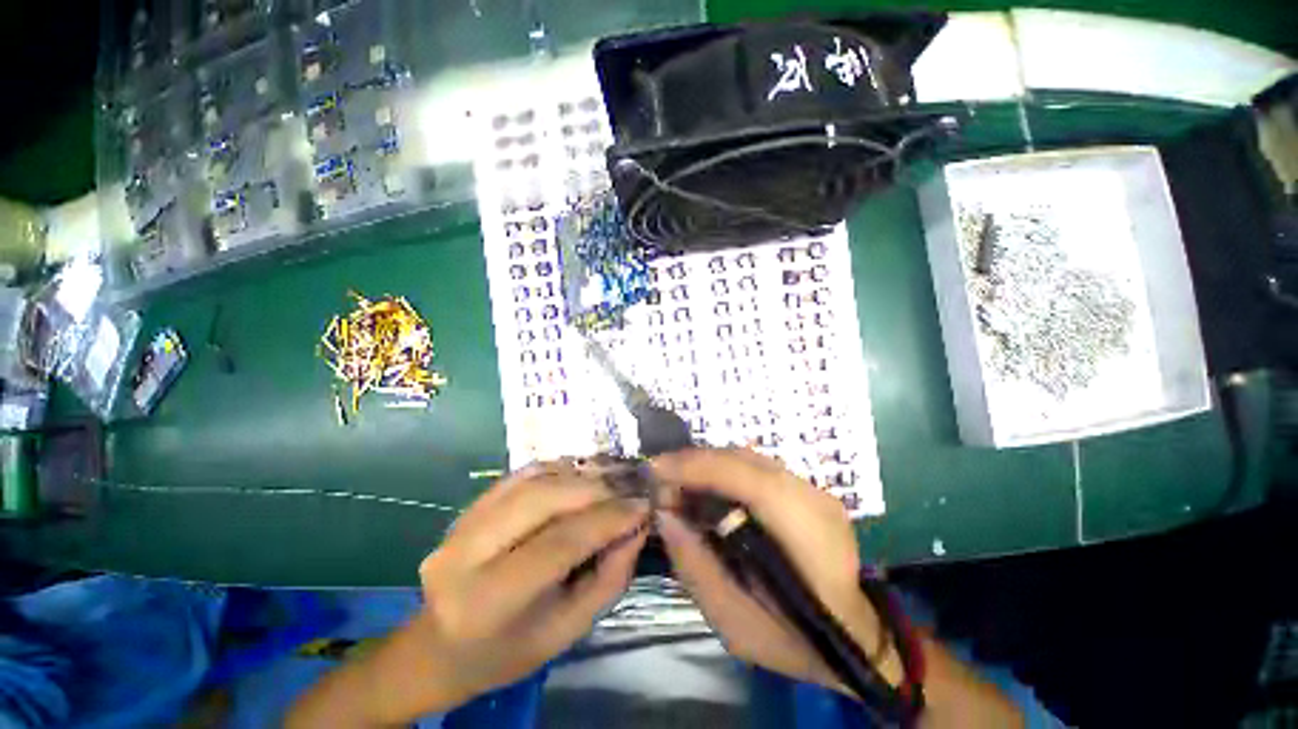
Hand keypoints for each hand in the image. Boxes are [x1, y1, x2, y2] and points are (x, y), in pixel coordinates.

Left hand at [416, 462, 648, 708]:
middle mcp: (466, 553)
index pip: (560, 543)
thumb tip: (638, 525)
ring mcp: (461, 523)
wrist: (442, 645)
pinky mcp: (468, 506)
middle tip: (630, 489)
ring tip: (612, 479)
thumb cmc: (510, 649)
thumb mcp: (569, 628)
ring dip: (580, 474)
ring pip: (533, 479)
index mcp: (489, 600)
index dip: (608, 519)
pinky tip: (581, 475)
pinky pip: (521, 474)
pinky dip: (558, 469)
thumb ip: (609, 576)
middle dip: (596, 488)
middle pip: (543, 499)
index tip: (643, 505)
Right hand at [651, 448, 901, 694]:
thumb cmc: (794, 640)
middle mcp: (813, 499)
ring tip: (678, 480)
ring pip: (749, 457)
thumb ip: (696, 568)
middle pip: (745, 459)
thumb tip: (665, 516)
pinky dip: (724, 469)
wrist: (855, 636)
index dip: (698, 466)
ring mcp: (814, 488)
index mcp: (806, 536)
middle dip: (695, 461)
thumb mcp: (736, 624)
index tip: (656, 469)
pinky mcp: (807, 487)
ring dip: (708, 463)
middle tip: (661, 477)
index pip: (748, 479)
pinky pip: (756, 466)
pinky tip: (707, 485)